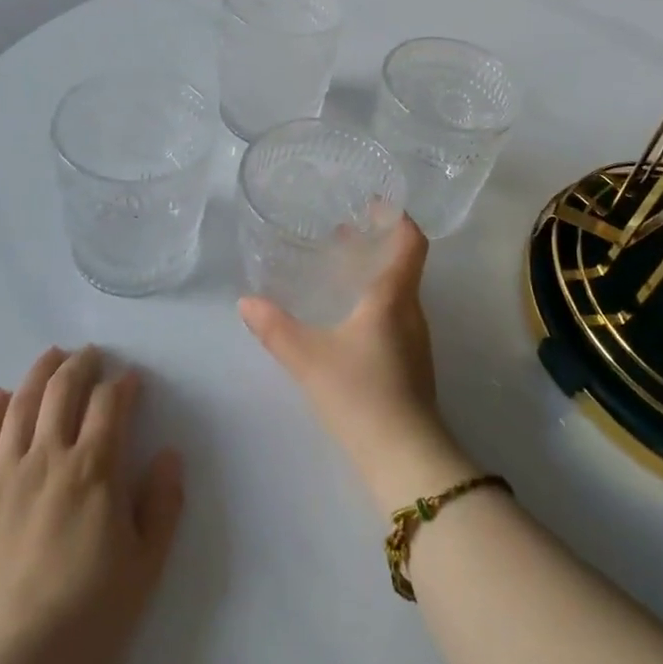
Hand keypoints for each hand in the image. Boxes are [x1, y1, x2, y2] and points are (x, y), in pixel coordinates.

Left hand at [0, 346, 184, 663]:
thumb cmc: (85, 620)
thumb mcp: (145, 567)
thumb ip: (163, 504)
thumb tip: (168, 454)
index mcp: (94, 470)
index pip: (110, 405)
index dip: (123, 384)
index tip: (130, 378)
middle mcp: (48, 457)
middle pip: (64, 391)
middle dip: (81, 365)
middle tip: (90, 354)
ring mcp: (3, 475)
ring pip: (22, 405)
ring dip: (40, 373)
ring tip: (51, 356)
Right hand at [238, 216, 476, 507]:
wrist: (406, 461)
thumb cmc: (361, 394)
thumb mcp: (309, 358)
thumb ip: (275, 328)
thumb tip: (246, 302)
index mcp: (394, 297)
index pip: (411, 242)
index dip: (398, 217)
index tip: (375, 202)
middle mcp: (412, 312)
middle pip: (402, 264)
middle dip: (375, 244)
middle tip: (342, 232)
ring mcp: (416, 342)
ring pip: (398, 292)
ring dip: (373, 274)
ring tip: (340, 270)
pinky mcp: (412, 366)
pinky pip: (395, 317)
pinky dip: (374, 303)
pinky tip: (347, 320)